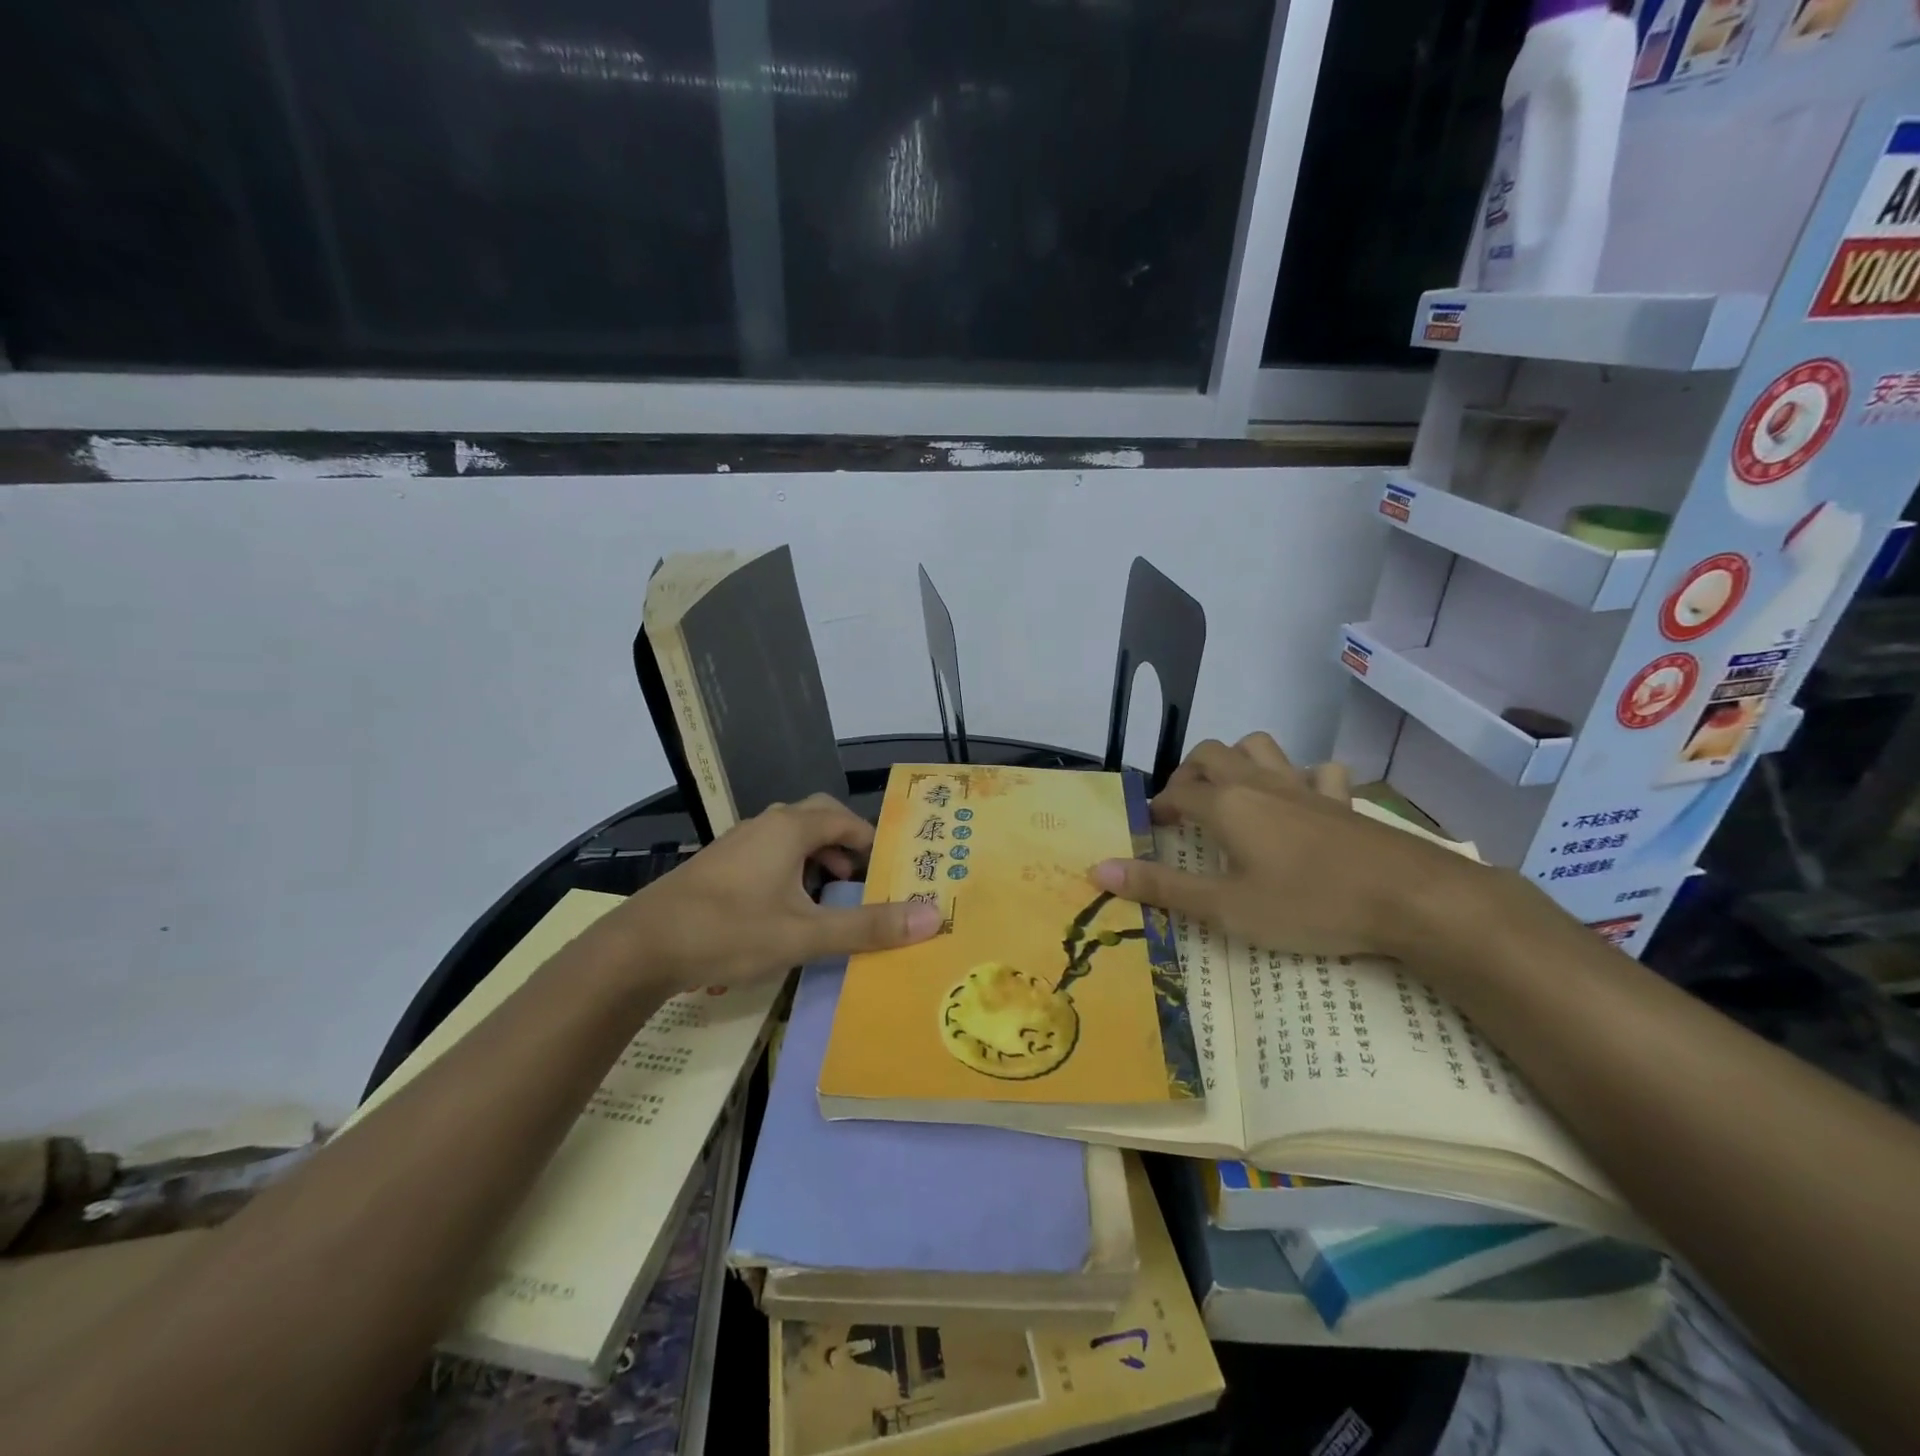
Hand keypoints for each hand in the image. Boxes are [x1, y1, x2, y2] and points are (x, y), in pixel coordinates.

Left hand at [613, 794, 940, 993]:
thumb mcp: (805, 934)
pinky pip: (767, 851)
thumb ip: (867, 926)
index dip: (871, 841)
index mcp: (790, 829)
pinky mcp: (718, 864)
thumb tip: (932, 917)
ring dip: (816, 857)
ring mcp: (736, 842)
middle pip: (817, 818)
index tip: (888, 872)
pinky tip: (783, 907)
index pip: (845, 819)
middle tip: (860, 878)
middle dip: (844, 844)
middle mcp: (764, 825)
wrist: (642, 946)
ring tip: (827, 895)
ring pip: (789, 836)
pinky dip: (789, 868)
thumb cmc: (730, 931)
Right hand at [1089, 734, 1493, 958]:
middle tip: (1185, 806)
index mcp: (1226, 805)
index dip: (1157, 806)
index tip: (1150, 826)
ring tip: (1234, 791)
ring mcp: (1304, 787)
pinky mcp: (1343, 801)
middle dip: (1190, 773)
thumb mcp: (1225, 908)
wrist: (1409, 899)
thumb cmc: (1307, 904)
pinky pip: (1320, 772)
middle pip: (1212, 754)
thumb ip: (1161, 888)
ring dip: (1241, 759)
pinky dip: (1304, 777)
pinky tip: (1304, 799)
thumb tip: (1098, 870)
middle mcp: (1259, 783)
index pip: (1176, 793)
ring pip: (1262, 747)